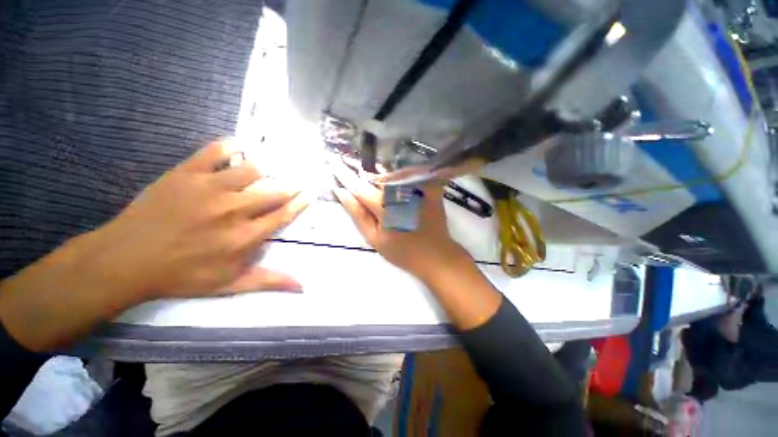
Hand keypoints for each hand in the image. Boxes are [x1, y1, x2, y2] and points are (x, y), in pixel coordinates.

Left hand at [0, 140, 309, 350]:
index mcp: (244, 237)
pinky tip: (237, 148)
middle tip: (293, 184)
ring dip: (264, 171)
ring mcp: (209, 189)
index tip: (308, 194)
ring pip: (252, 170)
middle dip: (288, 188)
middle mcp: (233, 211)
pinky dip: (230, 147)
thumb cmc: (182, 275)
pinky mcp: (186, 174)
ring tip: (265, 172)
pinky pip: (215, 152)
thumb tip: (302, 287)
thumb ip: (269, 282)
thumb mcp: (229, 285)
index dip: (299, 204)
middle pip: (274, 192)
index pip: (283, 215)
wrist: (126, 260)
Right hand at [331, 160, 470, 282]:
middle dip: (361, 169)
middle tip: (348, 162)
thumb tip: (342, 192)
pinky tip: (391, 174)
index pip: (359, 186)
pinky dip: (399, 172)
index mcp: (384, 206)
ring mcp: (417, 188)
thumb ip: (358, 214)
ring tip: (368, 169)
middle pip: (376, 176)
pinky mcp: (429, 188)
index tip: (333, 163)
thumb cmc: (402, 252)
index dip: (345, 175)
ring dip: (378, 170)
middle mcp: (400, 192)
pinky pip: (411, 174)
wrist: (435, 255)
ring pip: (392, 173)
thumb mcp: (375, 239)